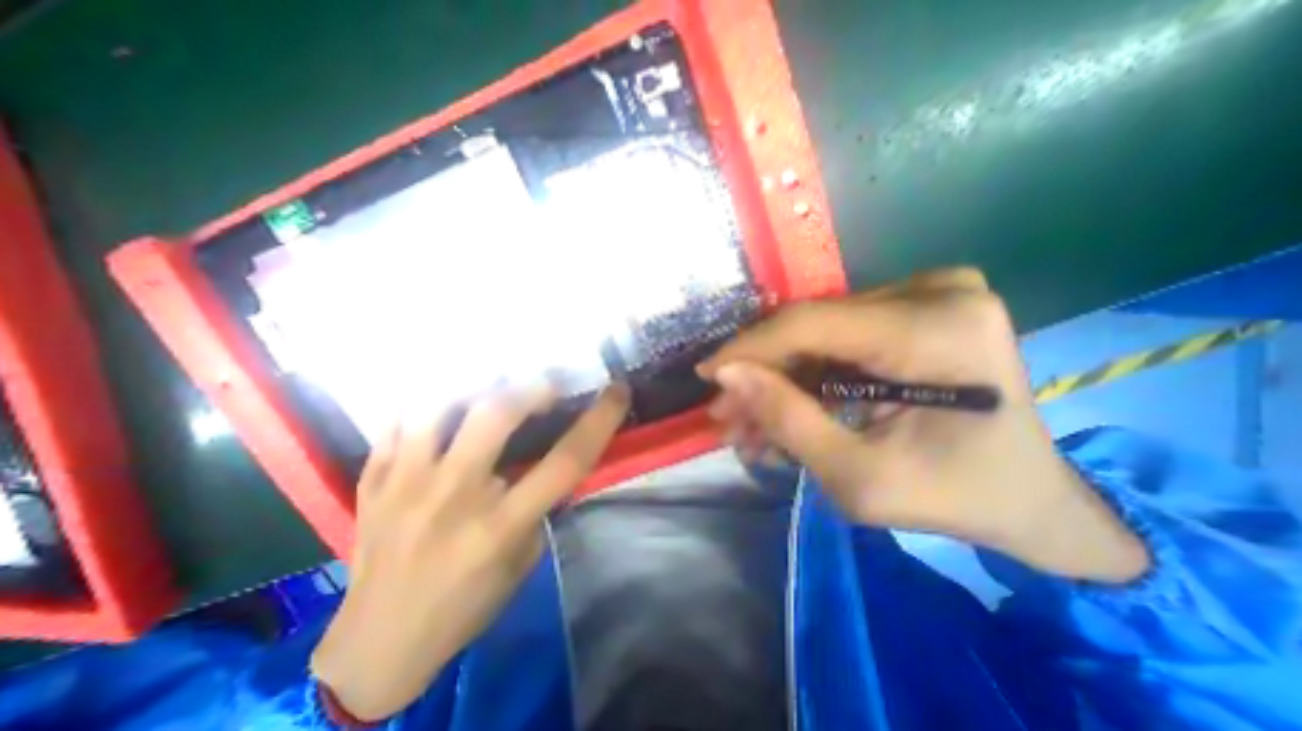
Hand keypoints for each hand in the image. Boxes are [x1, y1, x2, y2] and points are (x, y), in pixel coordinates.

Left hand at [309, 387, 626, 722]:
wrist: (377, 645)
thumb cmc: (467, 605)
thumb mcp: (524, 559)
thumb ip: (539, 504)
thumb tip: (550, 459)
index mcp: (499, 525)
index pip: (565, 461)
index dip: (599, 420)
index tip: (617, 392)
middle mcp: (452, 496)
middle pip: (495, 415)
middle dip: (533, 387)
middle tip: (549, 385)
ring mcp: (404, 484)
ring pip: (438, 405)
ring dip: (476, 385)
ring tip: (495, 384)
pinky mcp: (372, 481)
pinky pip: (396, 420)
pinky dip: (424, 399)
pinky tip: (445, 397)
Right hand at [702, 268, 1148, 581]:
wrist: (1032, 499)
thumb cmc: (955, 498)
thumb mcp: (858, 477)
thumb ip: (788, 421)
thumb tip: (729, 375)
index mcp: (937, 330)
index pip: (810, 324)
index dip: (748, 348)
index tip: (708, 375)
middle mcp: (937, 293)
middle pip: (812, 328)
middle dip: (761, 373)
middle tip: (728, 412)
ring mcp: (931, 293)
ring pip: (818, 333)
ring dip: (780, 377)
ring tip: (749, 419)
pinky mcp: (918, 307)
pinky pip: (840, 336)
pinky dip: (808, 373)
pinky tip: (784, 406)